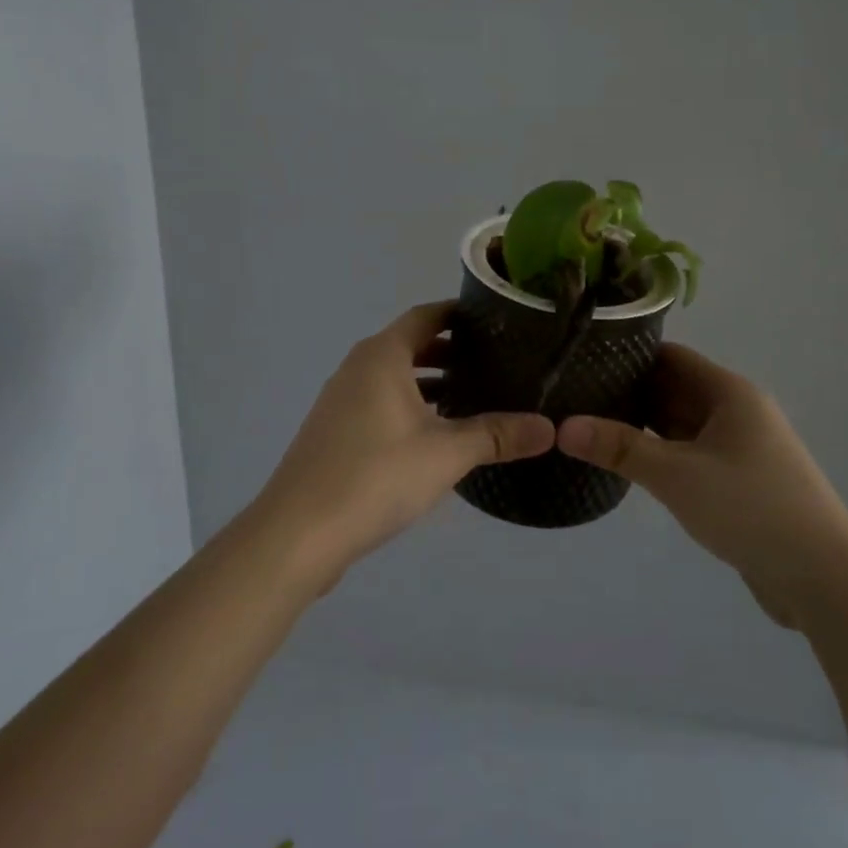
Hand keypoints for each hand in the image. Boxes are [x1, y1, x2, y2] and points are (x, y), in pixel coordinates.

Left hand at [256, 302, 555, 575]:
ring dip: (431, 384)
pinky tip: (435, 436)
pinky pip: (380, 404)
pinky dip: (410, 407)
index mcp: (382, 356)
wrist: (298, 533)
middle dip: (451, 353)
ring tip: (473, 398)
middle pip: (410, 345)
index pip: (426, 316)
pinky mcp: (335, 433)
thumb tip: (549, 429)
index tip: (497, 322)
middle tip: (496, 363)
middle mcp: (357, 368)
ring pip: (395, 378)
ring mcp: (340, 401)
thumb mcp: (446, 453)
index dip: (459, 315)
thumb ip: (497, 436)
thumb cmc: (375, 476)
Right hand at [557, 345, 847, 624]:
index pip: (670, 356)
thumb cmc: (750, 508)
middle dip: (628, 391)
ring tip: (590, 425)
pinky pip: (691, 453)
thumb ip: (620, 447)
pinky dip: (662, 453)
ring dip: (643, 425)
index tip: (582, 360)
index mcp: (728, 393)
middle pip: (674, 388)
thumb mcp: (677, 475)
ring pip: (682, 424)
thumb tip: (563, 426)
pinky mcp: (740, 481)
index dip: (627, 354)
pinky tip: (628, 463)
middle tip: (573, 396)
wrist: (822, 577)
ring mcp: (740, 447)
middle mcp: (736, 411)